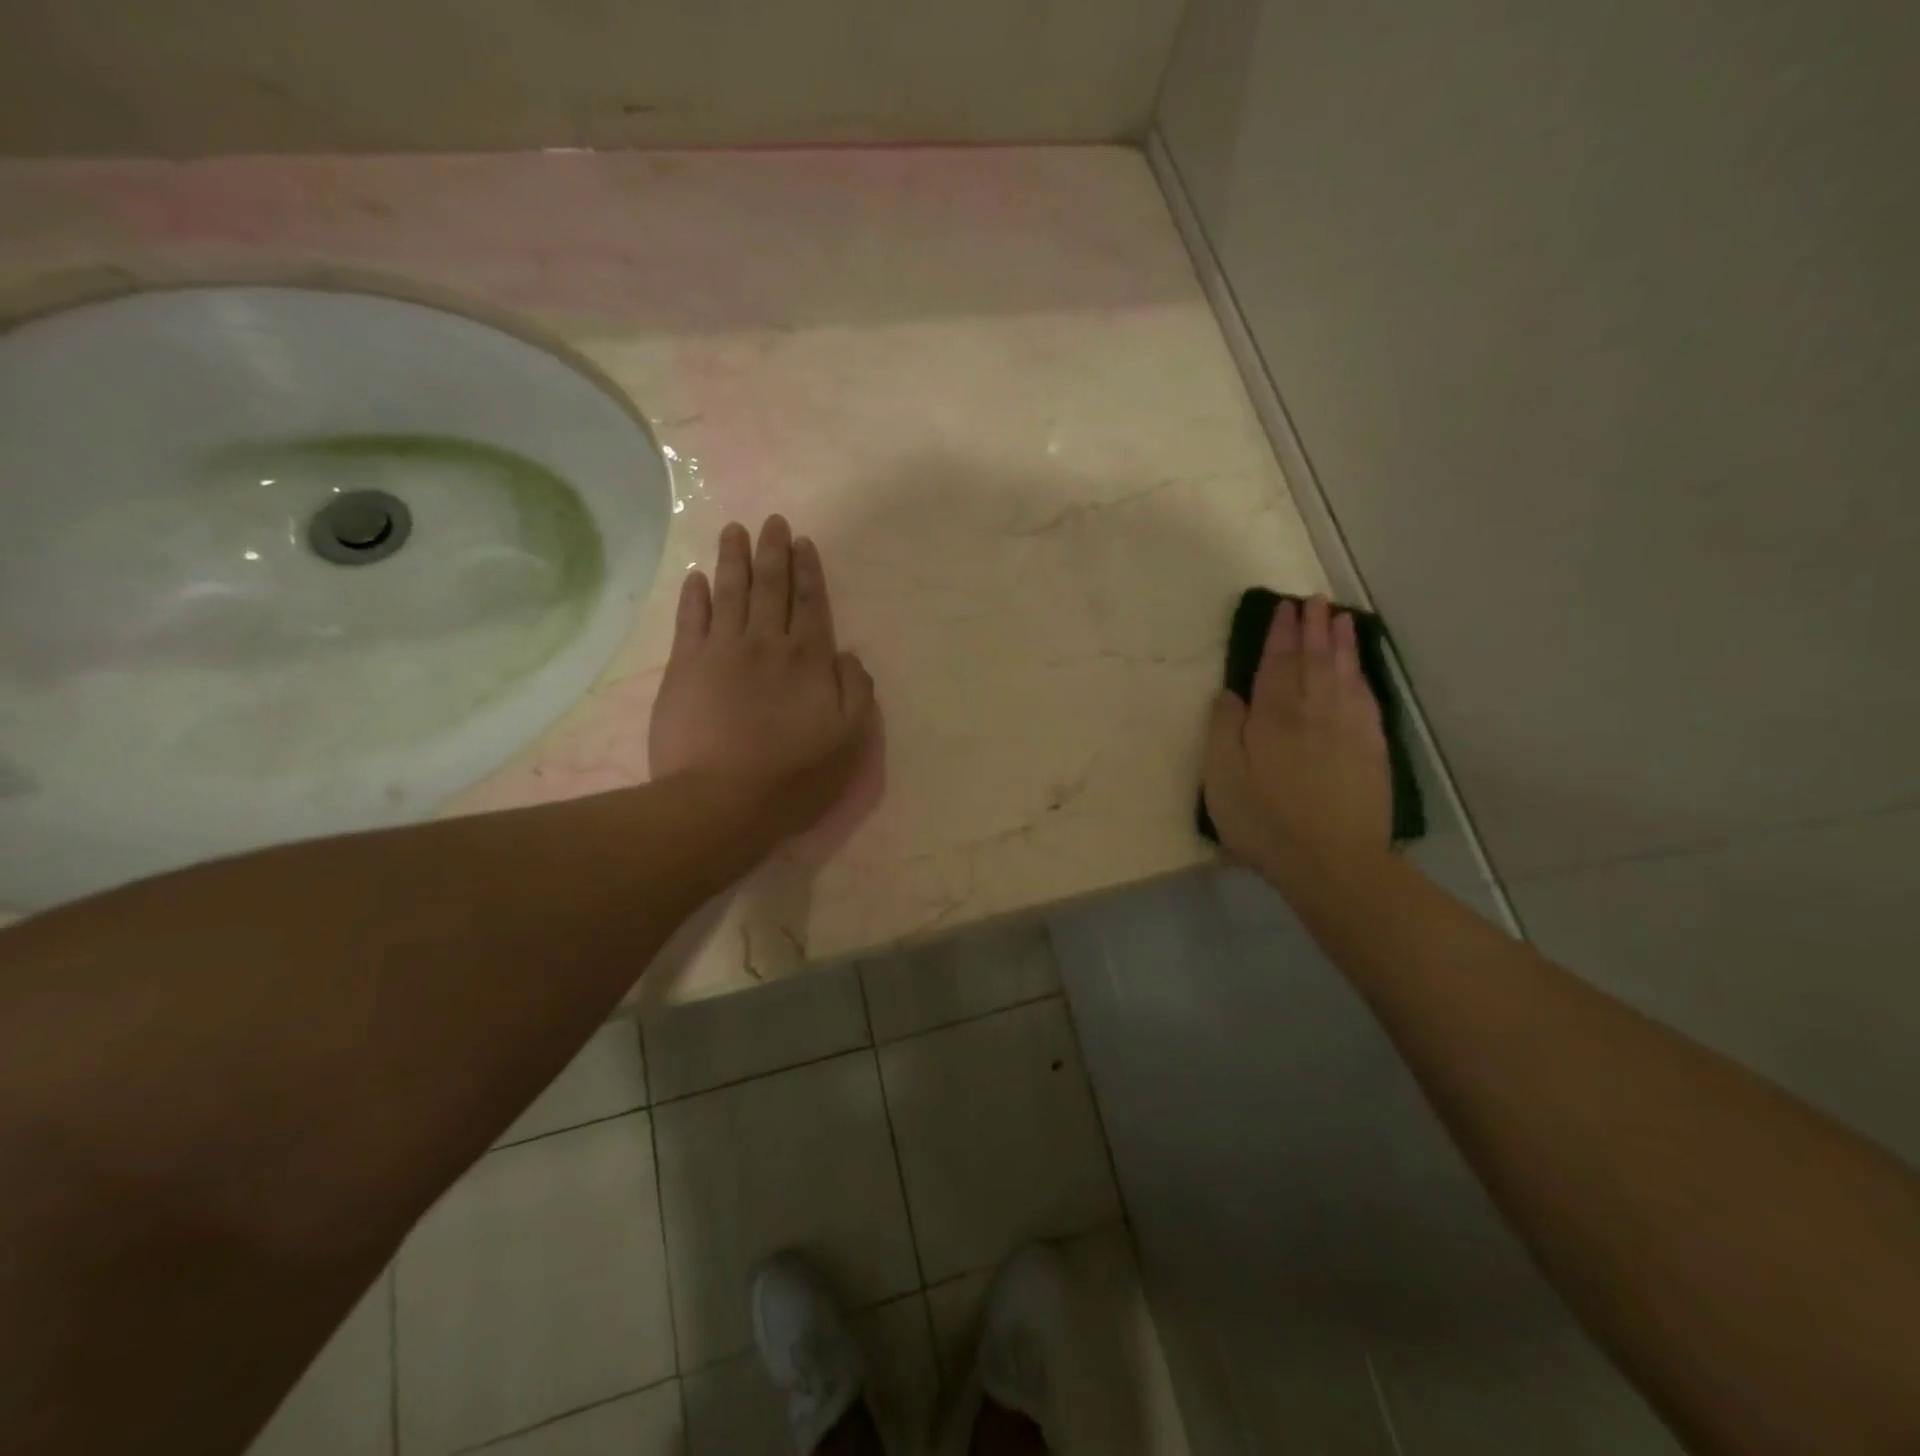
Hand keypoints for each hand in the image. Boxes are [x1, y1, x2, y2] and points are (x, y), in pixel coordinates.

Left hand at [648, 516, 875, 842]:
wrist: (720, 800)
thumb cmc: (793, 776)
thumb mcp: (848, 739)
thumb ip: (856, 691)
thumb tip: (848, 655)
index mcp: (808, 658)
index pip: (811, 603)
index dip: (808, 571)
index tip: (803, 542)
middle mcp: (766, 643)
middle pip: (770, 587)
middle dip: (773, 552)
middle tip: (772, 522)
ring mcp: (721, 651)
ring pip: (730, 592)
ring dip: (734, 558)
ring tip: (735, 529)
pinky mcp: (684, 667)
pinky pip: (691, 619)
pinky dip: (695, 594)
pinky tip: (697, 576)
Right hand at [1202, 595, 1391, 892]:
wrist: (1332, 860)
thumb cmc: (1264, 820)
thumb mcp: (1222, 777)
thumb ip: (1224, 729)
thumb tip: (1230, 692)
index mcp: (1274, 715)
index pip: (1277, 663)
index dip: (1281, 634)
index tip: (1285, 608)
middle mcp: (1314, 711)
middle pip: (1314, 660)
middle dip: (1313, 628)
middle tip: (1315, 601)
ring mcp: (1348, 729)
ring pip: (1344, 675)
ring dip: (1341, 644)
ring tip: (1342, 620)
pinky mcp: (1371, 750)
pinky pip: (1366, 700)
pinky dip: (1362, 677)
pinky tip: (1360, 671)